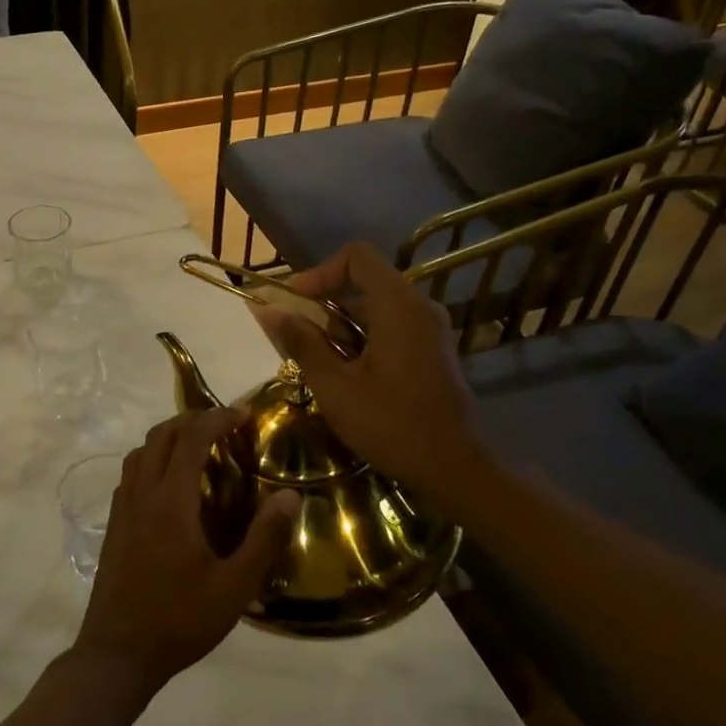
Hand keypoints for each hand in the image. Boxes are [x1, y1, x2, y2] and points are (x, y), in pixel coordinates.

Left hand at [71, 409, 299, 697]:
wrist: (117, 654)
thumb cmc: (179, 621)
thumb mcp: (234, 588)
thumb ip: (264, 540)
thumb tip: (290, 496)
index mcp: (171, 502)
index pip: (191, 439)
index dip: (217, 418)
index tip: (244, 414)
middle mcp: (142, 494)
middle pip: (161, 435)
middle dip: (193, 419)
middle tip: (225, 425)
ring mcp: (123, 508)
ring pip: (141, 451)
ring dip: (169, 437)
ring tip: (198, 446)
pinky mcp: (114, 524)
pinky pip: (131, 473)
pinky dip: (152, 459)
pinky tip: (170, 483)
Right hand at [256, 242, 488, 497]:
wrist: (455, 469)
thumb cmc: (391, 425)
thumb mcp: (335, 387)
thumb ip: (302, 343)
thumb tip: (270, 311)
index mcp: (398, 306)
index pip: (357, 256)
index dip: (320, 272)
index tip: (296, 302)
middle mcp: (420, 307)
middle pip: (366, 280)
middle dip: (326, 303)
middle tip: (299, 336)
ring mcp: (431, 329)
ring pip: (378, 306)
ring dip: (343, 325)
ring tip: (320, 362)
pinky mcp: (434, 350)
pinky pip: (393, 326)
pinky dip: (365, 337)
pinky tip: (349, 374)